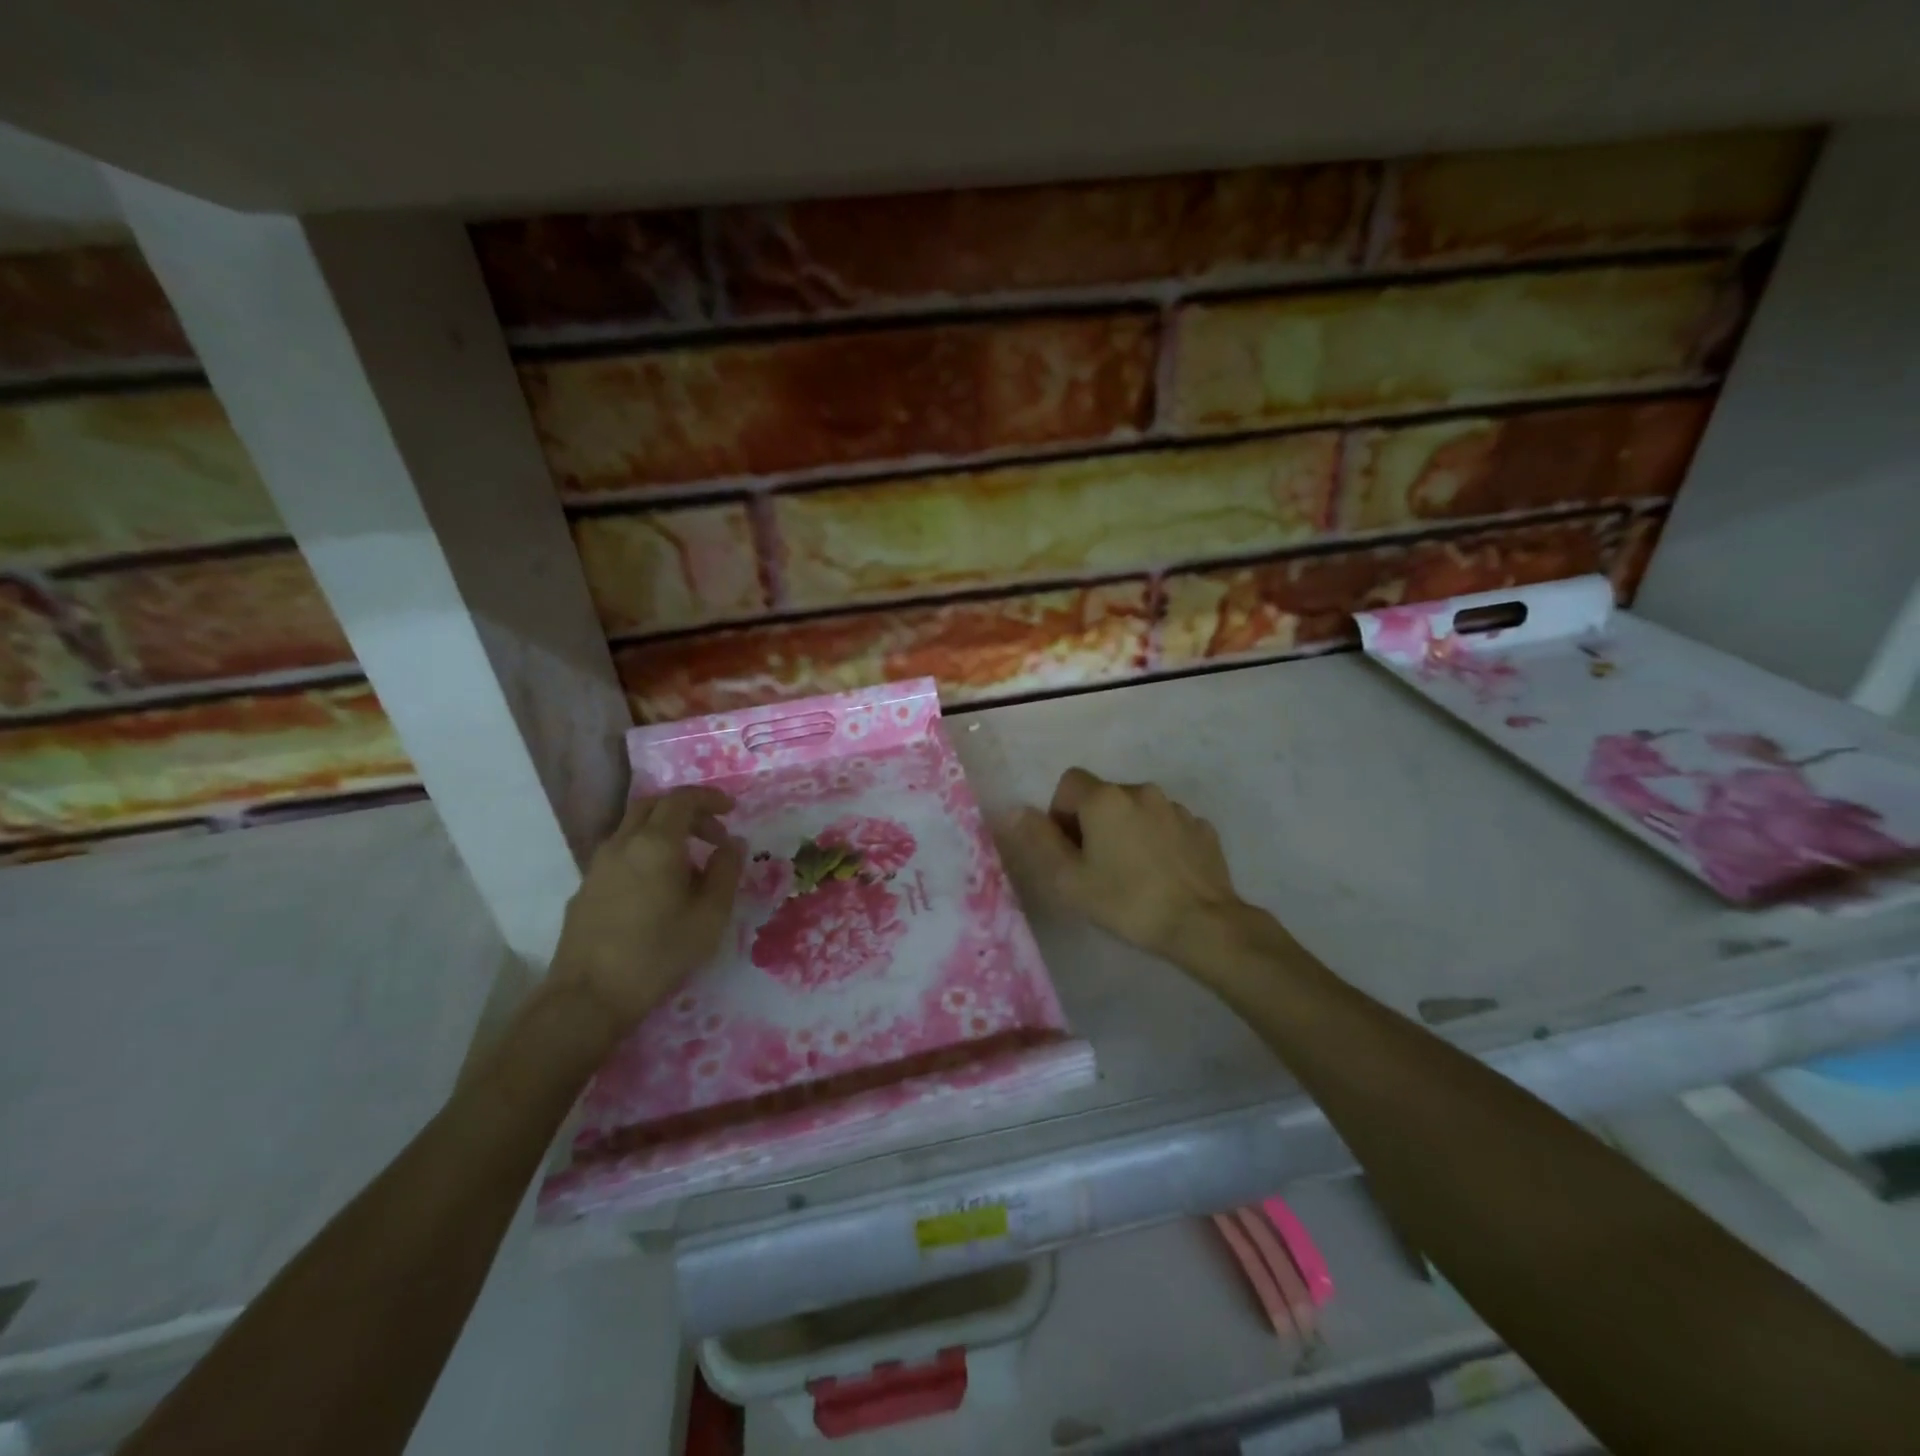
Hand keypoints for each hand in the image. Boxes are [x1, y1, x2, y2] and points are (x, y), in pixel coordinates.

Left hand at [549, 786, 743, 1035]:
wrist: (588, 996)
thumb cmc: (658, 953)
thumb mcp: (710, 916)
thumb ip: (726, 872)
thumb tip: (732, 844)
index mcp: (656, 843)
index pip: (682, 799)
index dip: (709, 798)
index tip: (731, 810)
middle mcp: (623, 843)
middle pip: (653, 805)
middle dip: (687, 811)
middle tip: (713, 834)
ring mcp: (598, 865)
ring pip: (633, 828)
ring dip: (664, 832)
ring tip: (689, 864)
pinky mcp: (586, 887)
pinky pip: (621, 853)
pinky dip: (645, 852)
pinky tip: (658, 888)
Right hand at [1006, 768, 1248, 964]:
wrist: (1203, 924)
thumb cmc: (1126, 901)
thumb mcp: (1069, 879)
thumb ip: (1038, 840)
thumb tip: (1016, 811)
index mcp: (1105, 798)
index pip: (1069, 783)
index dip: (1060, 813)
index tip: (1068, 849)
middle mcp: (1141, 791)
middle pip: (1103, 796)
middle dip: (1093, 823)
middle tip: (1096, 867)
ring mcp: (1176, 808)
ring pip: (1137, 810)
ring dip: (1127, 830)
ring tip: (1132, 873)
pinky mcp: (1202, 828)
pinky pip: (1167, 826)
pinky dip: (1158, 841)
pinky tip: (1162, 875)